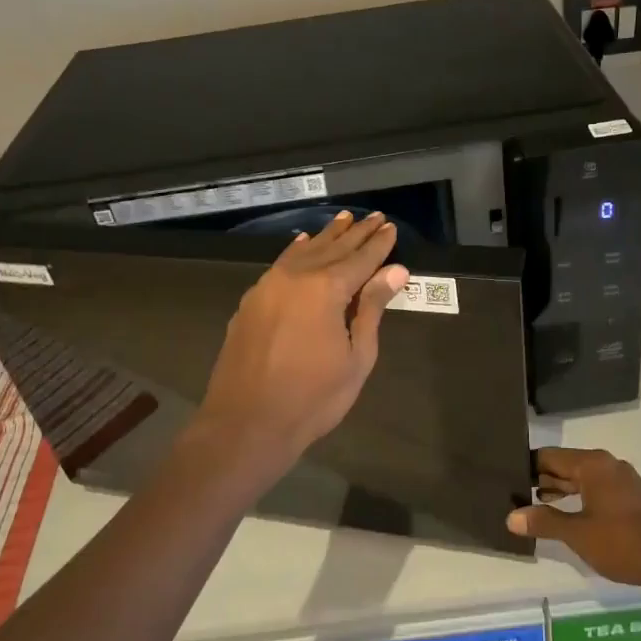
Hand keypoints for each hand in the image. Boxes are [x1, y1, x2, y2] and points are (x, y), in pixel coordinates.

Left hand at [196, 211, 408, 472]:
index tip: (391, 227)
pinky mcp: (251, 301)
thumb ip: (371, 309)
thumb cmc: (312, 398)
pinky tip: (302, 243)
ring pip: (303, 251)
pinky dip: (296, 251)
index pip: (361, 258)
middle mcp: (296, 277)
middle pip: (332, 248)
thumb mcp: (356, 357)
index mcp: (326, 289)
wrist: (246, 423)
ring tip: (343, 220)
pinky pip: (280, 264)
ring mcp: (268, 286)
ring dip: (326, 236)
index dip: (378, 244)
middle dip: (355, 233)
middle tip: (373, 216)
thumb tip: (394, 271)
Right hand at [507, 448, 640, 593]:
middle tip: (513, 493)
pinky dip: (576, 496)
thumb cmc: (622, 543)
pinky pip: (595, 488)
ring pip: (580, 477)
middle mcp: (607, 464)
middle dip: (540, 479)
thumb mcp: (577, 534)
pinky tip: (563, 514)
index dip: (527, 466)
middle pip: (565, 465)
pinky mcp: (630, 497)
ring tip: (531, 505)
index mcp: (593, 465)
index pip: (549, 456)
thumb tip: (511, 516)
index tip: (505, 477)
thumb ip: (543, 522)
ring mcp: (621, 480)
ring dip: (558, 490)